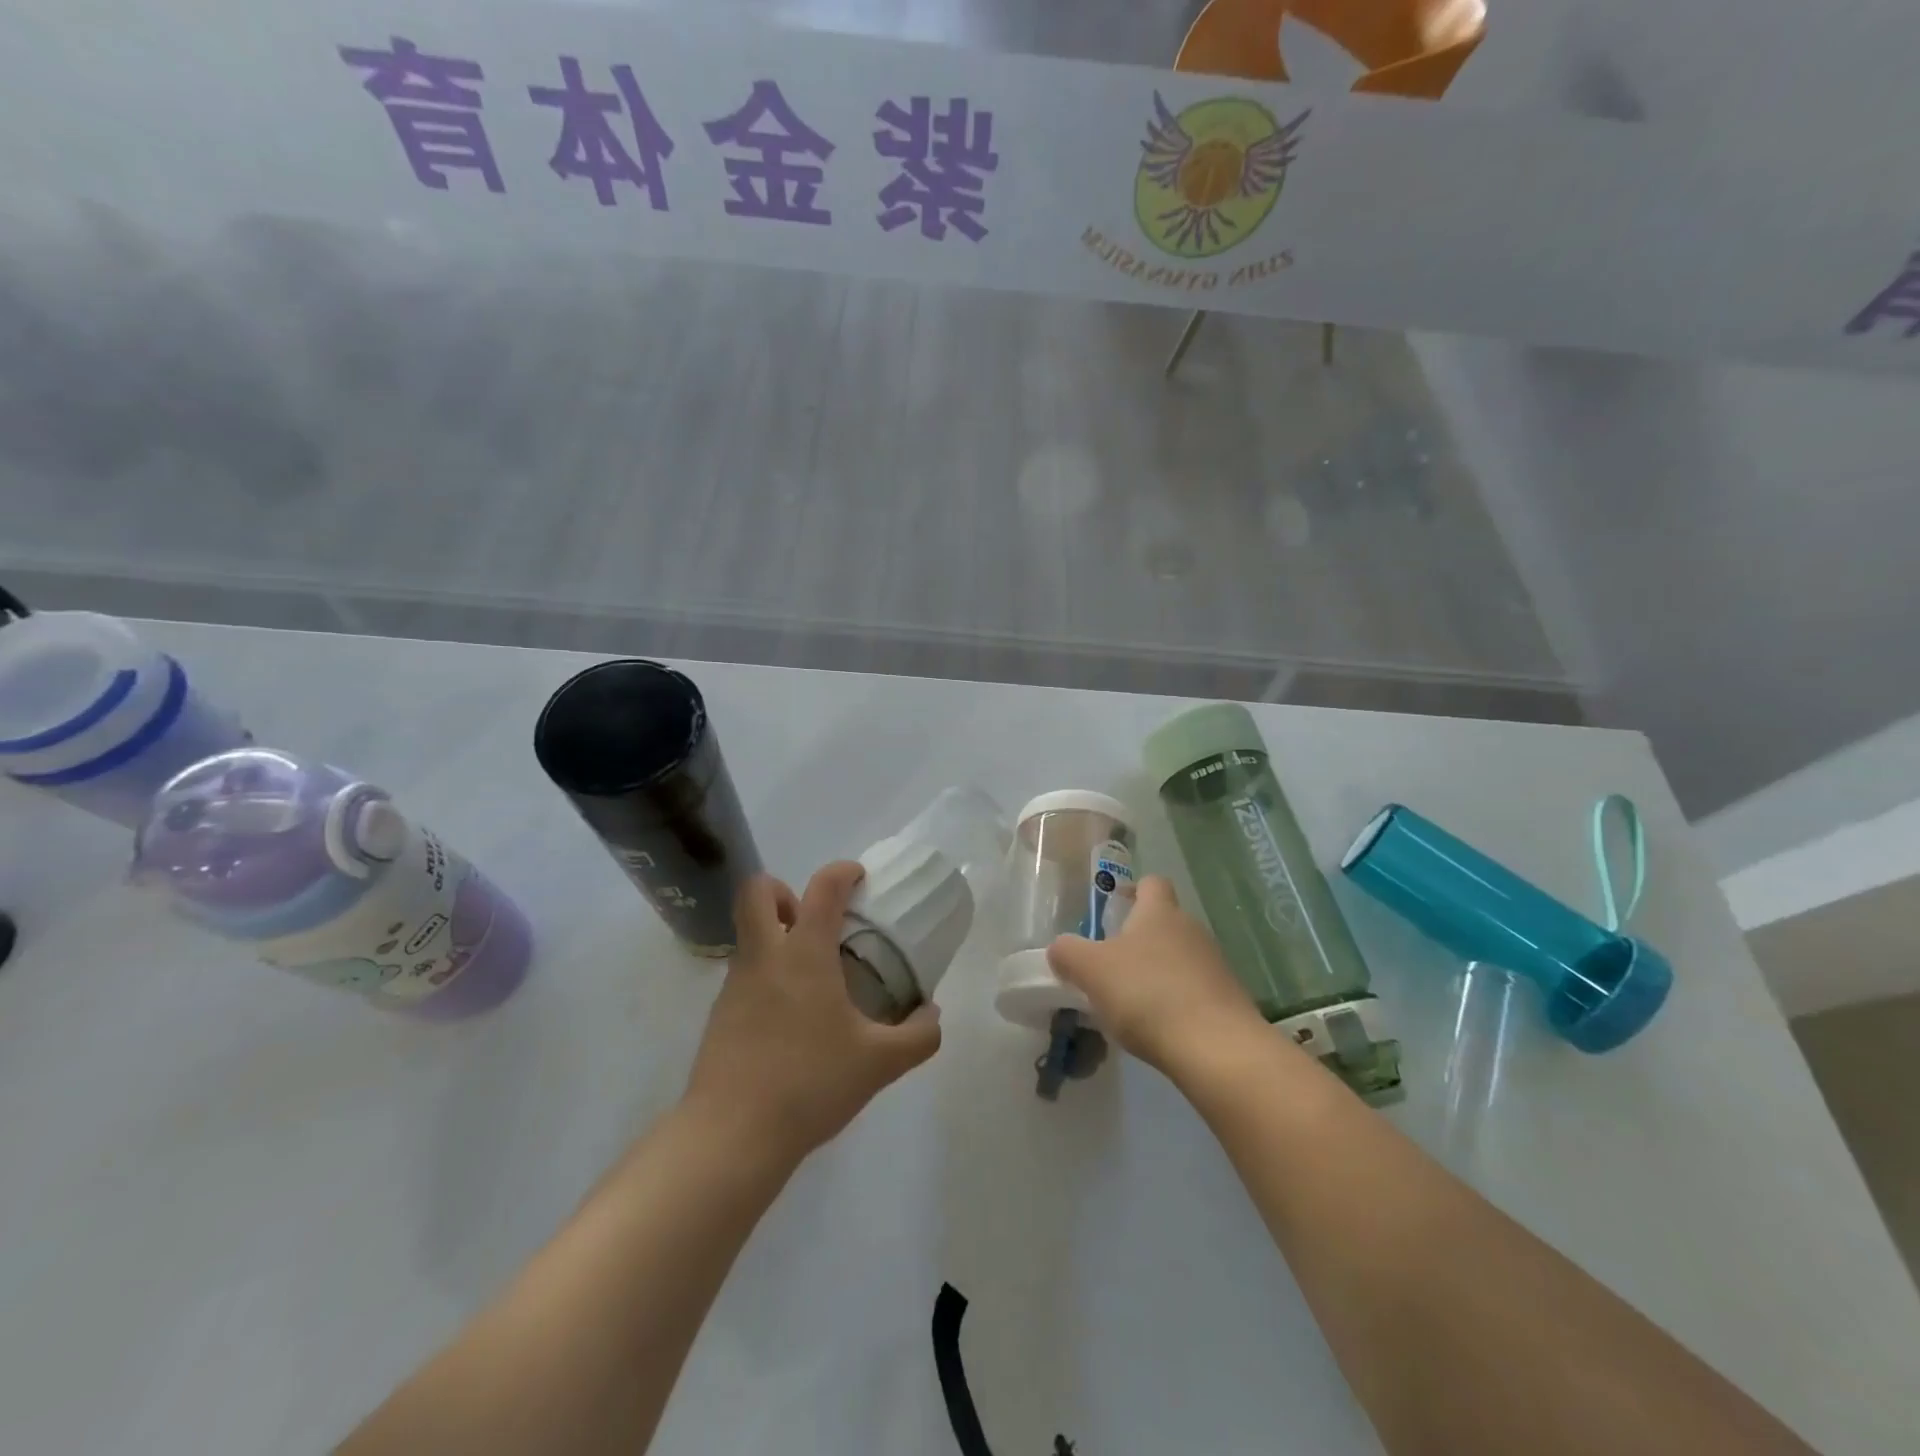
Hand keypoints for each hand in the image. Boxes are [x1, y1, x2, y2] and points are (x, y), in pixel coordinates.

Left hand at [682, 862, 941, 1165]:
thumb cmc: (810, 1083)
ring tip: (814, 979)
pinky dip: (768, 978)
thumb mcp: (879, 1063)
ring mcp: (735, 985)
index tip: (859, 878)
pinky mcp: (719, 1016)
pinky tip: (792, 1021)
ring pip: (749, 936)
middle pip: (756, 892)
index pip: (822, 887)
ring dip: (777, 937)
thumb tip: (932, 1014)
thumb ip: (918, 1036)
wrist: (731, 1136)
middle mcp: (764, 957)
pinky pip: (745, 975)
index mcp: (804, 953)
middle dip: (784, 891)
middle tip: (815, 921)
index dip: (842, 871)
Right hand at [1046, 875, 1263, 1077]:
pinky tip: (1158, 1027)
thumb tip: (1060, 948)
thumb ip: (1068, 953)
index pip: (1151, 883)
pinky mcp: (1228, 1000)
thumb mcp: (1091, 970)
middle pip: (1163, 922)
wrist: (1217, 1049)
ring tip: (1130, 1002)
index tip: (1113, 910)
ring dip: (1156, 972)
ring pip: (1178, 957)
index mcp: (1159, 912)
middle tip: (1109, 964)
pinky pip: (1194, 990)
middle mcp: (1191, 929)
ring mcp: (1215, 965)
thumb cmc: (1148, 994)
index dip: (1132, 891)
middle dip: (1138, 939)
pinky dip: (1175, 1001)